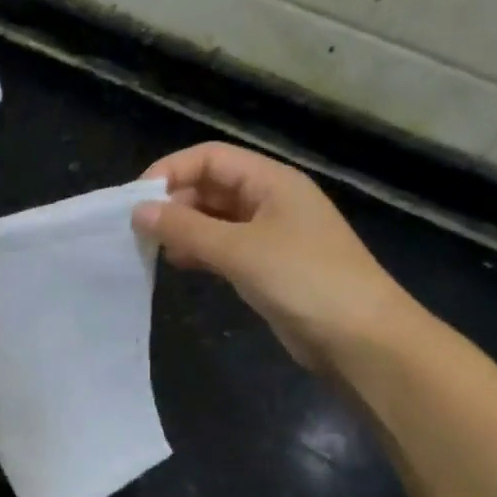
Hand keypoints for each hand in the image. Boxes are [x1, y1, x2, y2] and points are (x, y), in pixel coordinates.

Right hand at [133, 142, 421, 372]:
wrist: (361, 338)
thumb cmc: (304, 280)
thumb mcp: (239, 250)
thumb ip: (185, 229)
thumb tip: (138, 211)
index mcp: (271, 181)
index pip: (210, 158)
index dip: (171, 171)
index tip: (135, 200)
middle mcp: (270, 200)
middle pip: (211, 186)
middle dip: (174, 202)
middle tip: (138, 230)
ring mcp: (270, 235)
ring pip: (214, 219)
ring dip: (183, 229)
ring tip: (152, 248)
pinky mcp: (267, 267)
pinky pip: (223, 248)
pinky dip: (198, 252)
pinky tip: (178, 265)